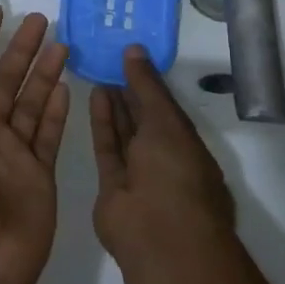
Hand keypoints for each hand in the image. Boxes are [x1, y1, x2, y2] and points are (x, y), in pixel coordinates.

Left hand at [0, 5, 69, 283]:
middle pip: (6, 81)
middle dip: (22, 49)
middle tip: (42, 18)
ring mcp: (14, 155)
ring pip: (31, 102)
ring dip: (44, 72)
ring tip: (62, 42)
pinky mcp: (39, 175)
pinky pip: (49, 134)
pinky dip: (57, 111)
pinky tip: (66, 85)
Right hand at [90, 46, 235, 268]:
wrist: (158, 234)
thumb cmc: (175, 172)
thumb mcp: (166, 120)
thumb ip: (147, 85)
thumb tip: (134, 49)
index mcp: (189, 147)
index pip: (168, 110)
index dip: (150, 85)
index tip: (131, 58)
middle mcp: (166, 161)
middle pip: (145, 121)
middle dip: (130, 94)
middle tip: (110, 61)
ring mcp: (139, 176)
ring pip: (125, 135)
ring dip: (115, 106)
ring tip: (100, 73)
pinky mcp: (112, 187)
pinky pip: (108, 148)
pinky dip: (102, 123)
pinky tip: (95, 96)